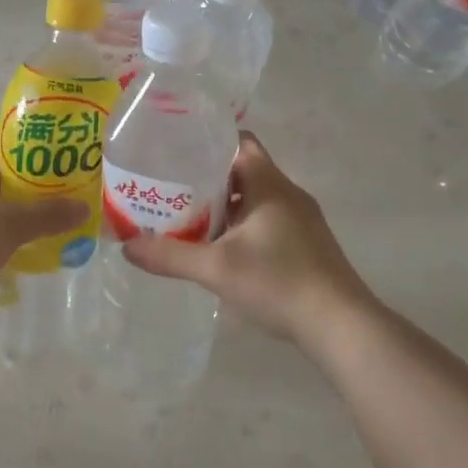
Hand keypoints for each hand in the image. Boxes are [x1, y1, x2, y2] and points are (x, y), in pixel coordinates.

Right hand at [122, 131, 375, 344]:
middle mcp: (287, 193)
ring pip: (254, 200)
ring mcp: (301, 220)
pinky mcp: (306, 245)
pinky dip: (241, 226)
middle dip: (206, 179)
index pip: (238, 142)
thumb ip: (170, 256)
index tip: (175, 151)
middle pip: (242, 171)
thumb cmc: (278, 282)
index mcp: (269, 184)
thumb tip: (126, 247)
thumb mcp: (216, 268)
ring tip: (186, 218)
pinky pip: (266, 221)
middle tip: (169, 189)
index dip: (208, 142)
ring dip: (223, 206)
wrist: (340, 325)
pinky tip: (220, 249)